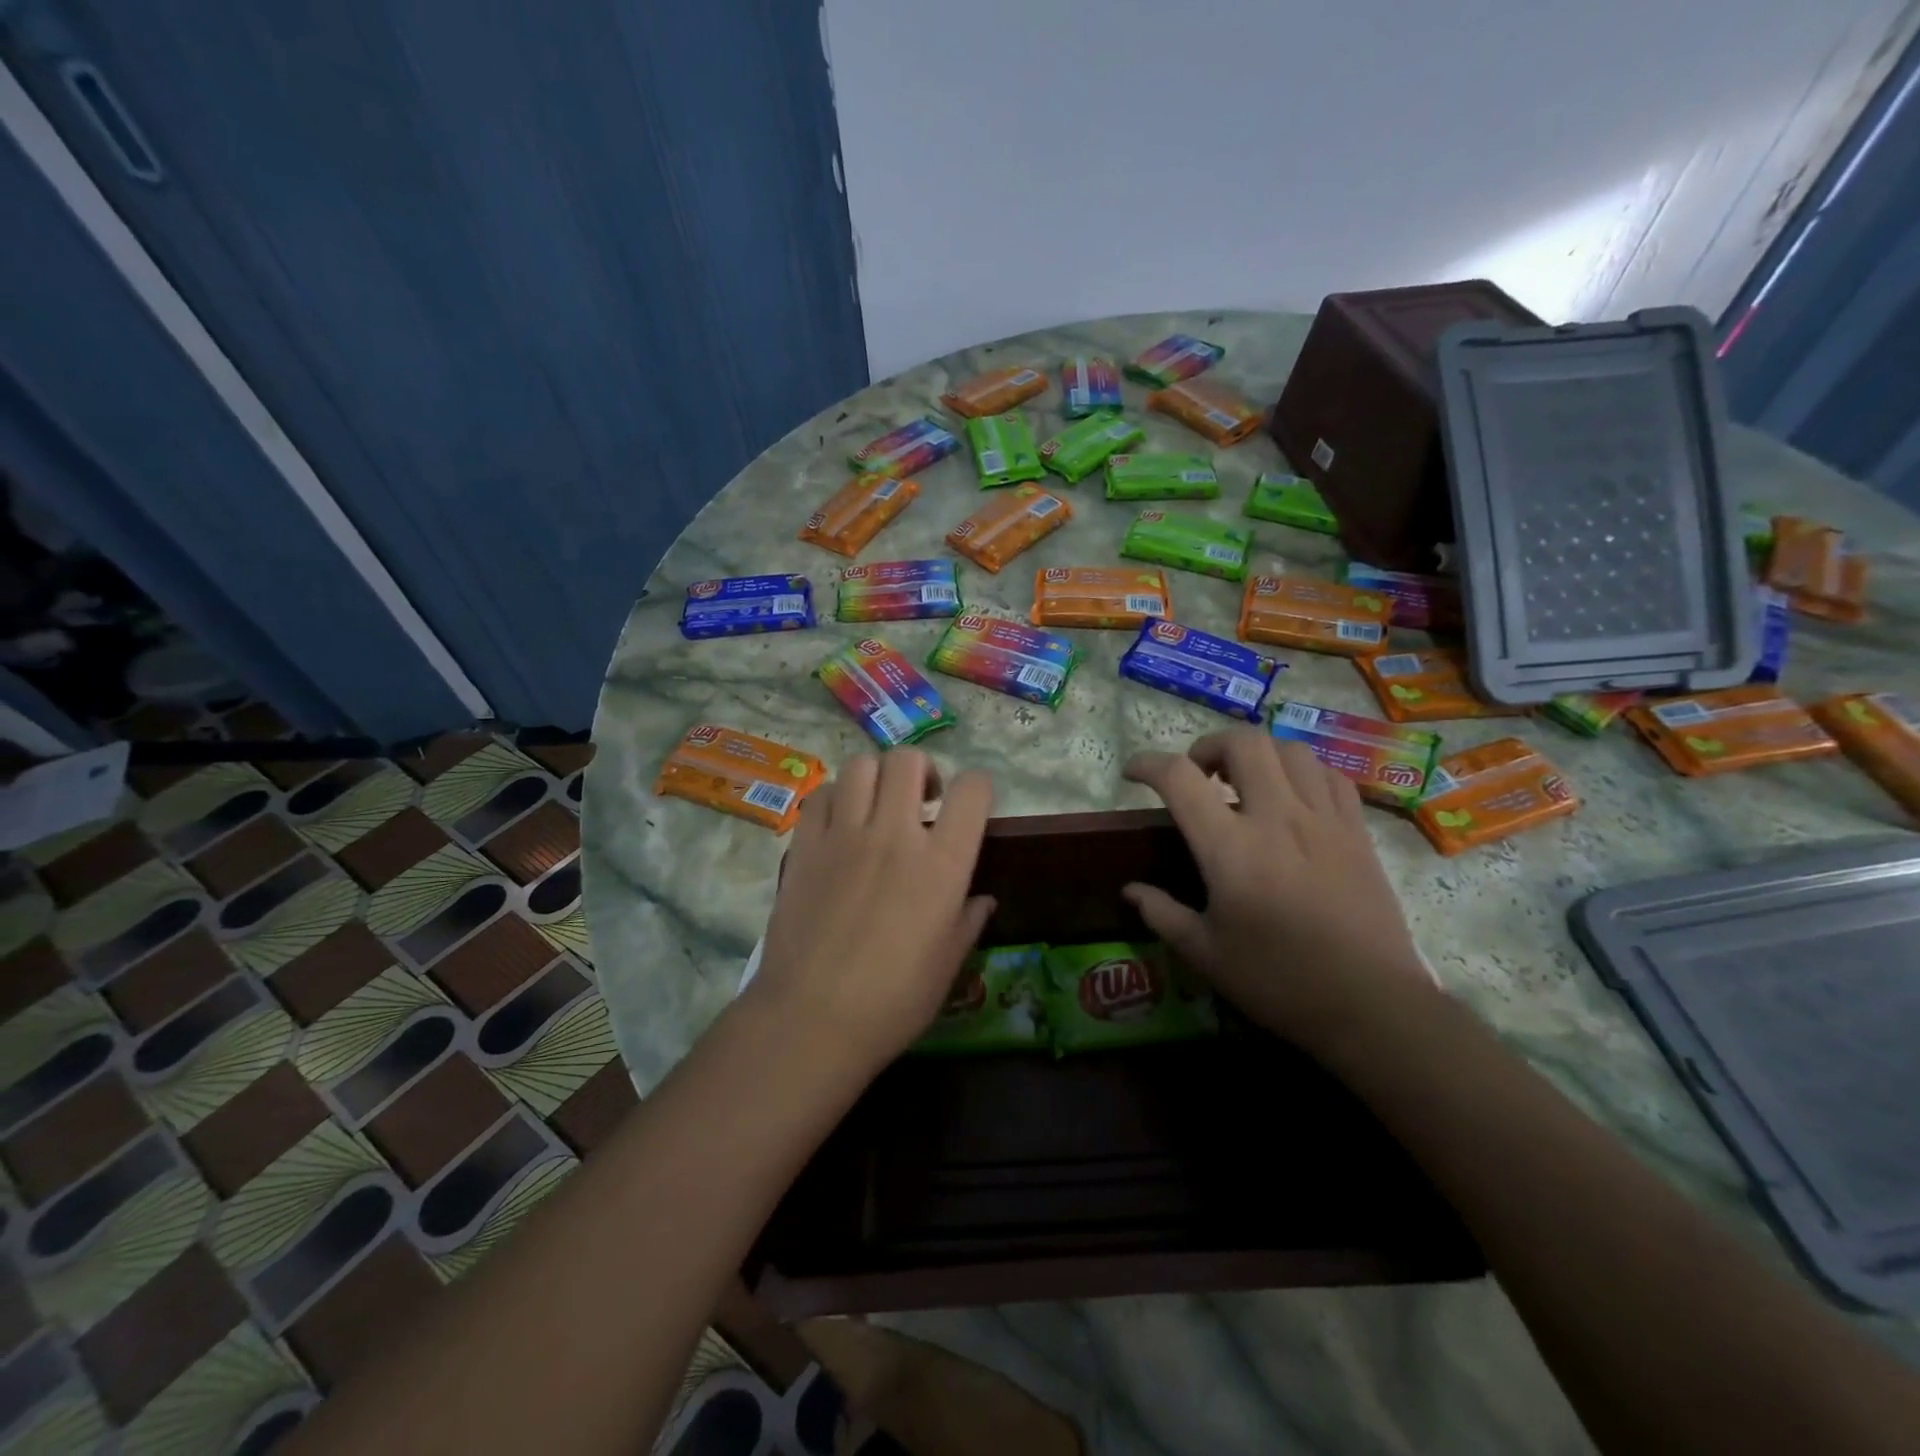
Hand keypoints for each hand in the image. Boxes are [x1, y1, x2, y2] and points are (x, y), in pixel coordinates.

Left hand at [745, 750, 995, 1074]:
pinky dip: (836, 798)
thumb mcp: (947, 965)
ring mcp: (844, 836)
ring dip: (877, 778)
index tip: (969, 807)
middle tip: (921, 801)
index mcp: (942, 864)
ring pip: (861, 767)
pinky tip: (840, 825)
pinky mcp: (804, 846)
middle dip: (921, 771)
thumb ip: (968, 921)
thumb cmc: (893, 1001)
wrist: (811, 1019)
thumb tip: (982, 900)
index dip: (978, 788)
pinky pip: (821, 796)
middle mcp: (894, 835)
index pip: (973, 790)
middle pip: (908, 761)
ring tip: (878, 808)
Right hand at [1122, 728, 1434, 1056]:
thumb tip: (1130, 890)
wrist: (1371, 1006)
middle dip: (1209, 746)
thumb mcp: (1205, 954)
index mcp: (1229, 849)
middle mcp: (1276, 818)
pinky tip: (1294, 798)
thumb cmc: (1278, 981)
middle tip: (1199, 776)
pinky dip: (1303, 773)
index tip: (1134, 773)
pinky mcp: (1357, 831)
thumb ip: (1162, 914)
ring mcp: (1323, 820)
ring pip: (1290, 749)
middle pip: (1242, 742)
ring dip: (1258, 755)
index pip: (1179, 778)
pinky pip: (1330, 775)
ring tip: (1246, 782)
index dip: (1148, 764)